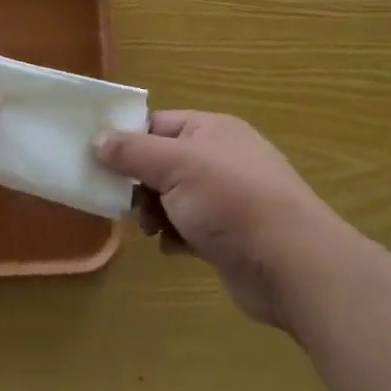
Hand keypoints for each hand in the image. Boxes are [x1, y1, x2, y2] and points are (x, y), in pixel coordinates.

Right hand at [97, 111, 337, 330]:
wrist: (293, 265)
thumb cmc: (232, 201)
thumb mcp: (176, 166)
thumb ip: (133, 152)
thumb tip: (97, 138)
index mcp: (211, 130)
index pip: (158, 125)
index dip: (128, 141)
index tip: (99, 162)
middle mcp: (220, 159)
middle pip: (162, 163)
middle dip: (140, 184)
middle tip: (126, 203)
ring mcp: (227, 199)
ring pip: (173, 198)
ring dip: (156, 213)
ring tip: (153, 229)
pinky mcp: (229, 236)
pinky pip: (189, 228)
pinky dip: (176, 237)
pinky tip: (173, 248)